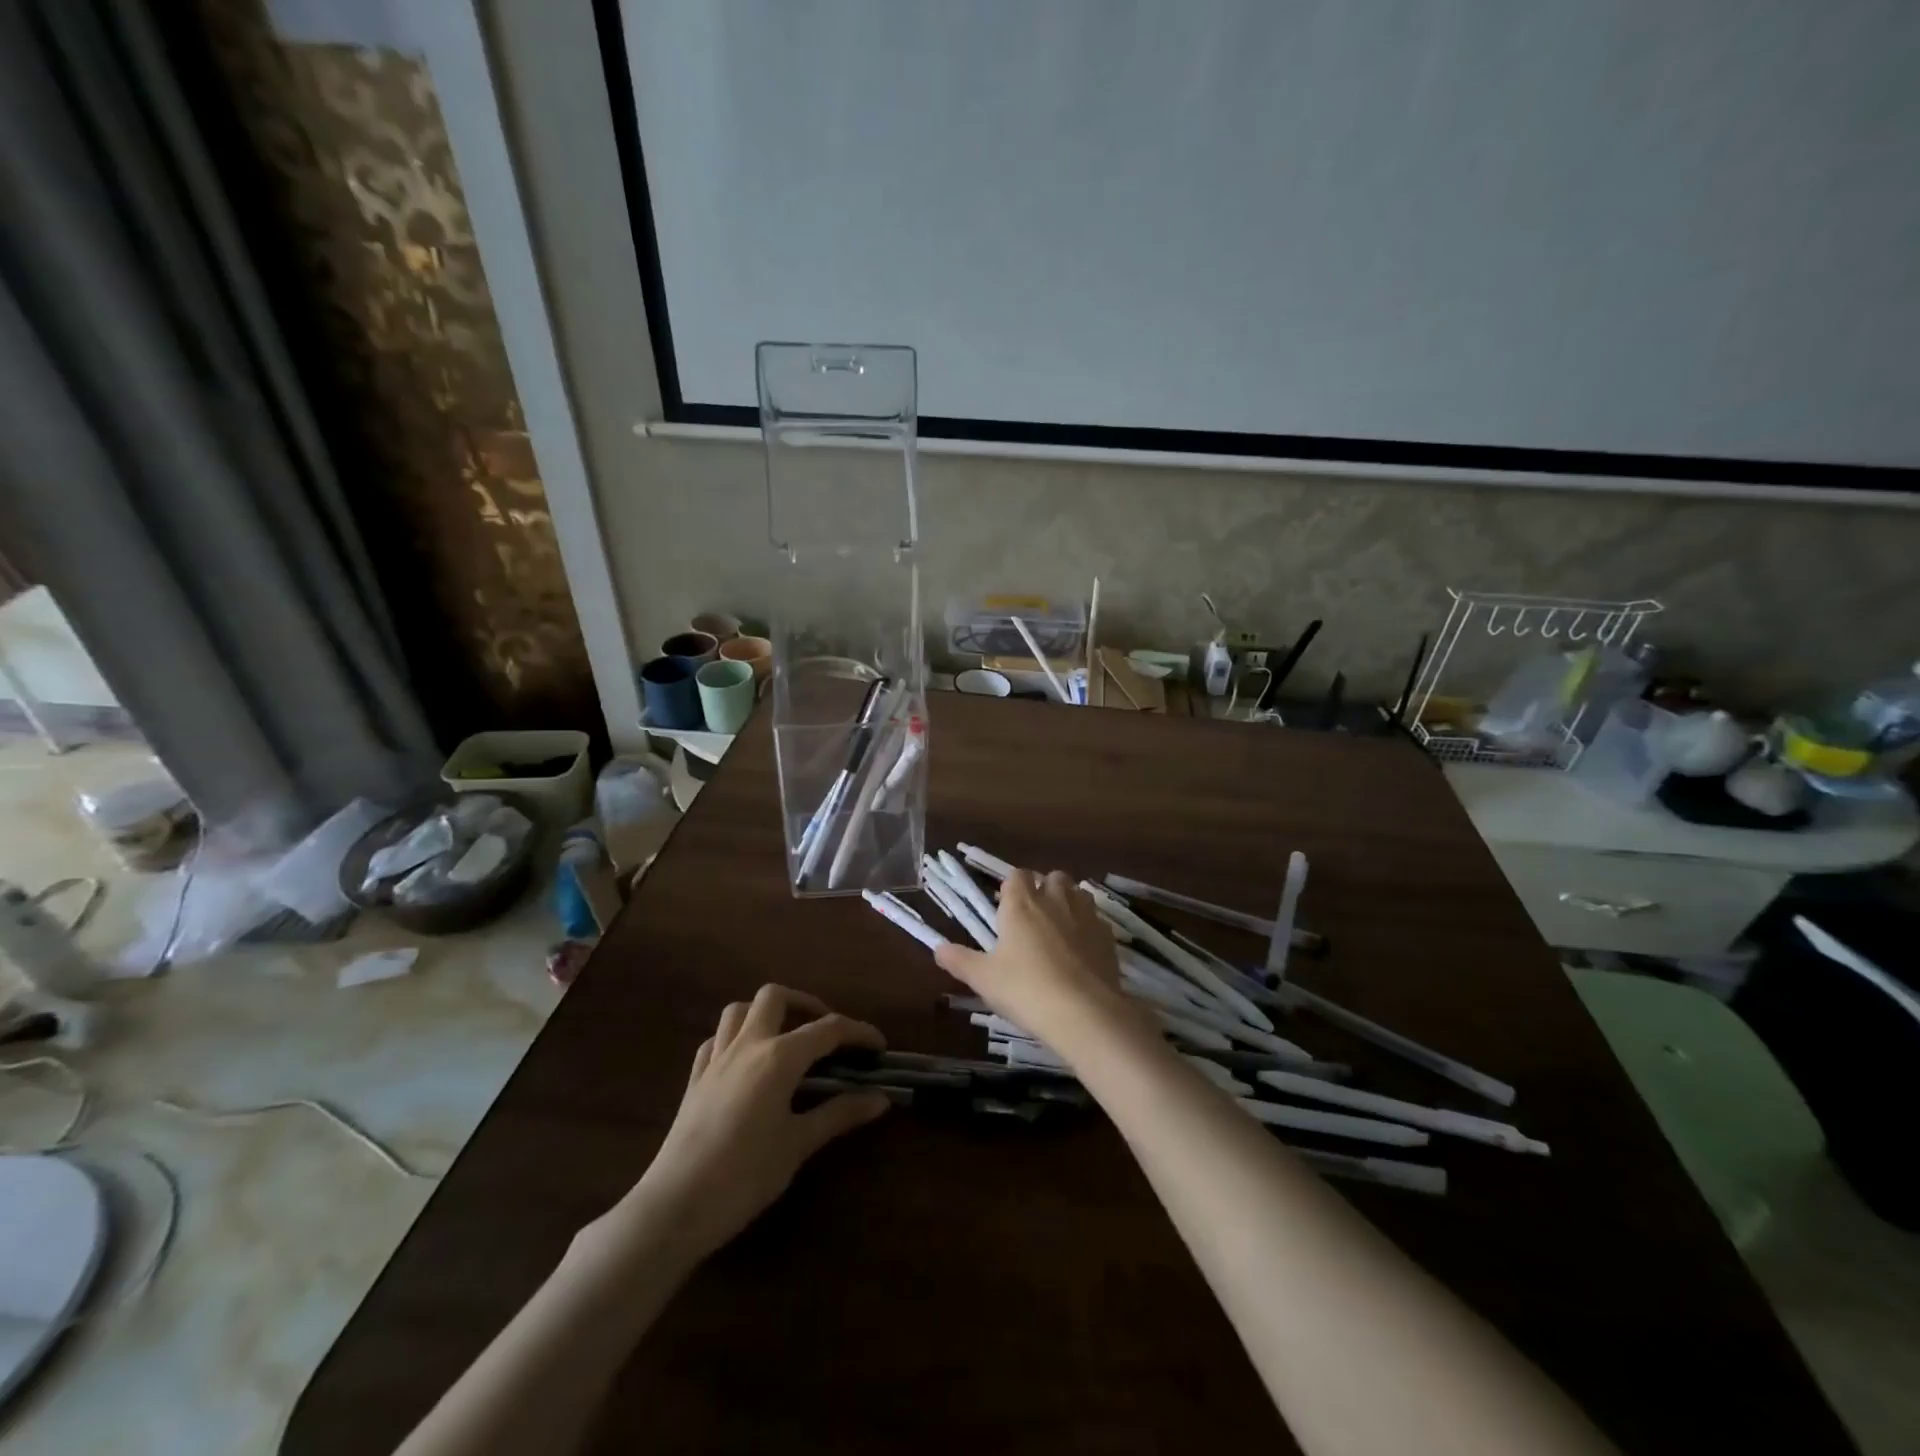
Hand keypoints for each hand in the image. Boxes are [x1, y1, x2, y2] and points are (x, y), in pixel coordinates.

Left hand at [615, 985, 889, 1263]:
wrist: (675, 1206)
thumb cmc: (745, 1175)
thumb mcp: (798, 1144)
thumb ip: (839, 1114)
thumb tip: (880, 1098)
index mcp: (779, 1057)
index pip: (828, 1029)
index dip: (858, 1032)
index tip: (878, 1046)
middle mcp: (748, 1045)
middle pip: (775, 997)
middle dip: (805, 1004)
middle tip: (825, 1032)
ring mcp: (716, 1059)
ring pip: (739, 1010)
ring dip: (765, 1013)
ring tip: (786, 1037)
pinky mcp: (695, 1079)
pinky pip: (716, 1040)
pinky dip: (735, 1038)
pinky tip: (746, 1061)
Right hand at [934, 868, 1140, 1049]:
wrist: (1084, 1012)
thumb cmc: (1025, 989)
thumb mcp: (984, 979)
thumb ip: (959, 961)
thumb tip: (937, 948)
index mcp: (1021, 904)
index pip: (1016, 876)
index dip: (1012, 887)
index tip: (1006, 906)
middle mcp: (1054, 900)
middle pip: (1052, 877)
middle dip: (1044, 888)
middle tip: (1033, 916)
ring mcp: (1085, 915)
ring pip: (1078, 892)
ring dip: (1069, 901)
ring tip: (1059, 927)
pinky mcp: (1107, 935)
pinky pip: (1096, 918)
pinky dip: (1088, 926)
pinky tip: (1082, 949)